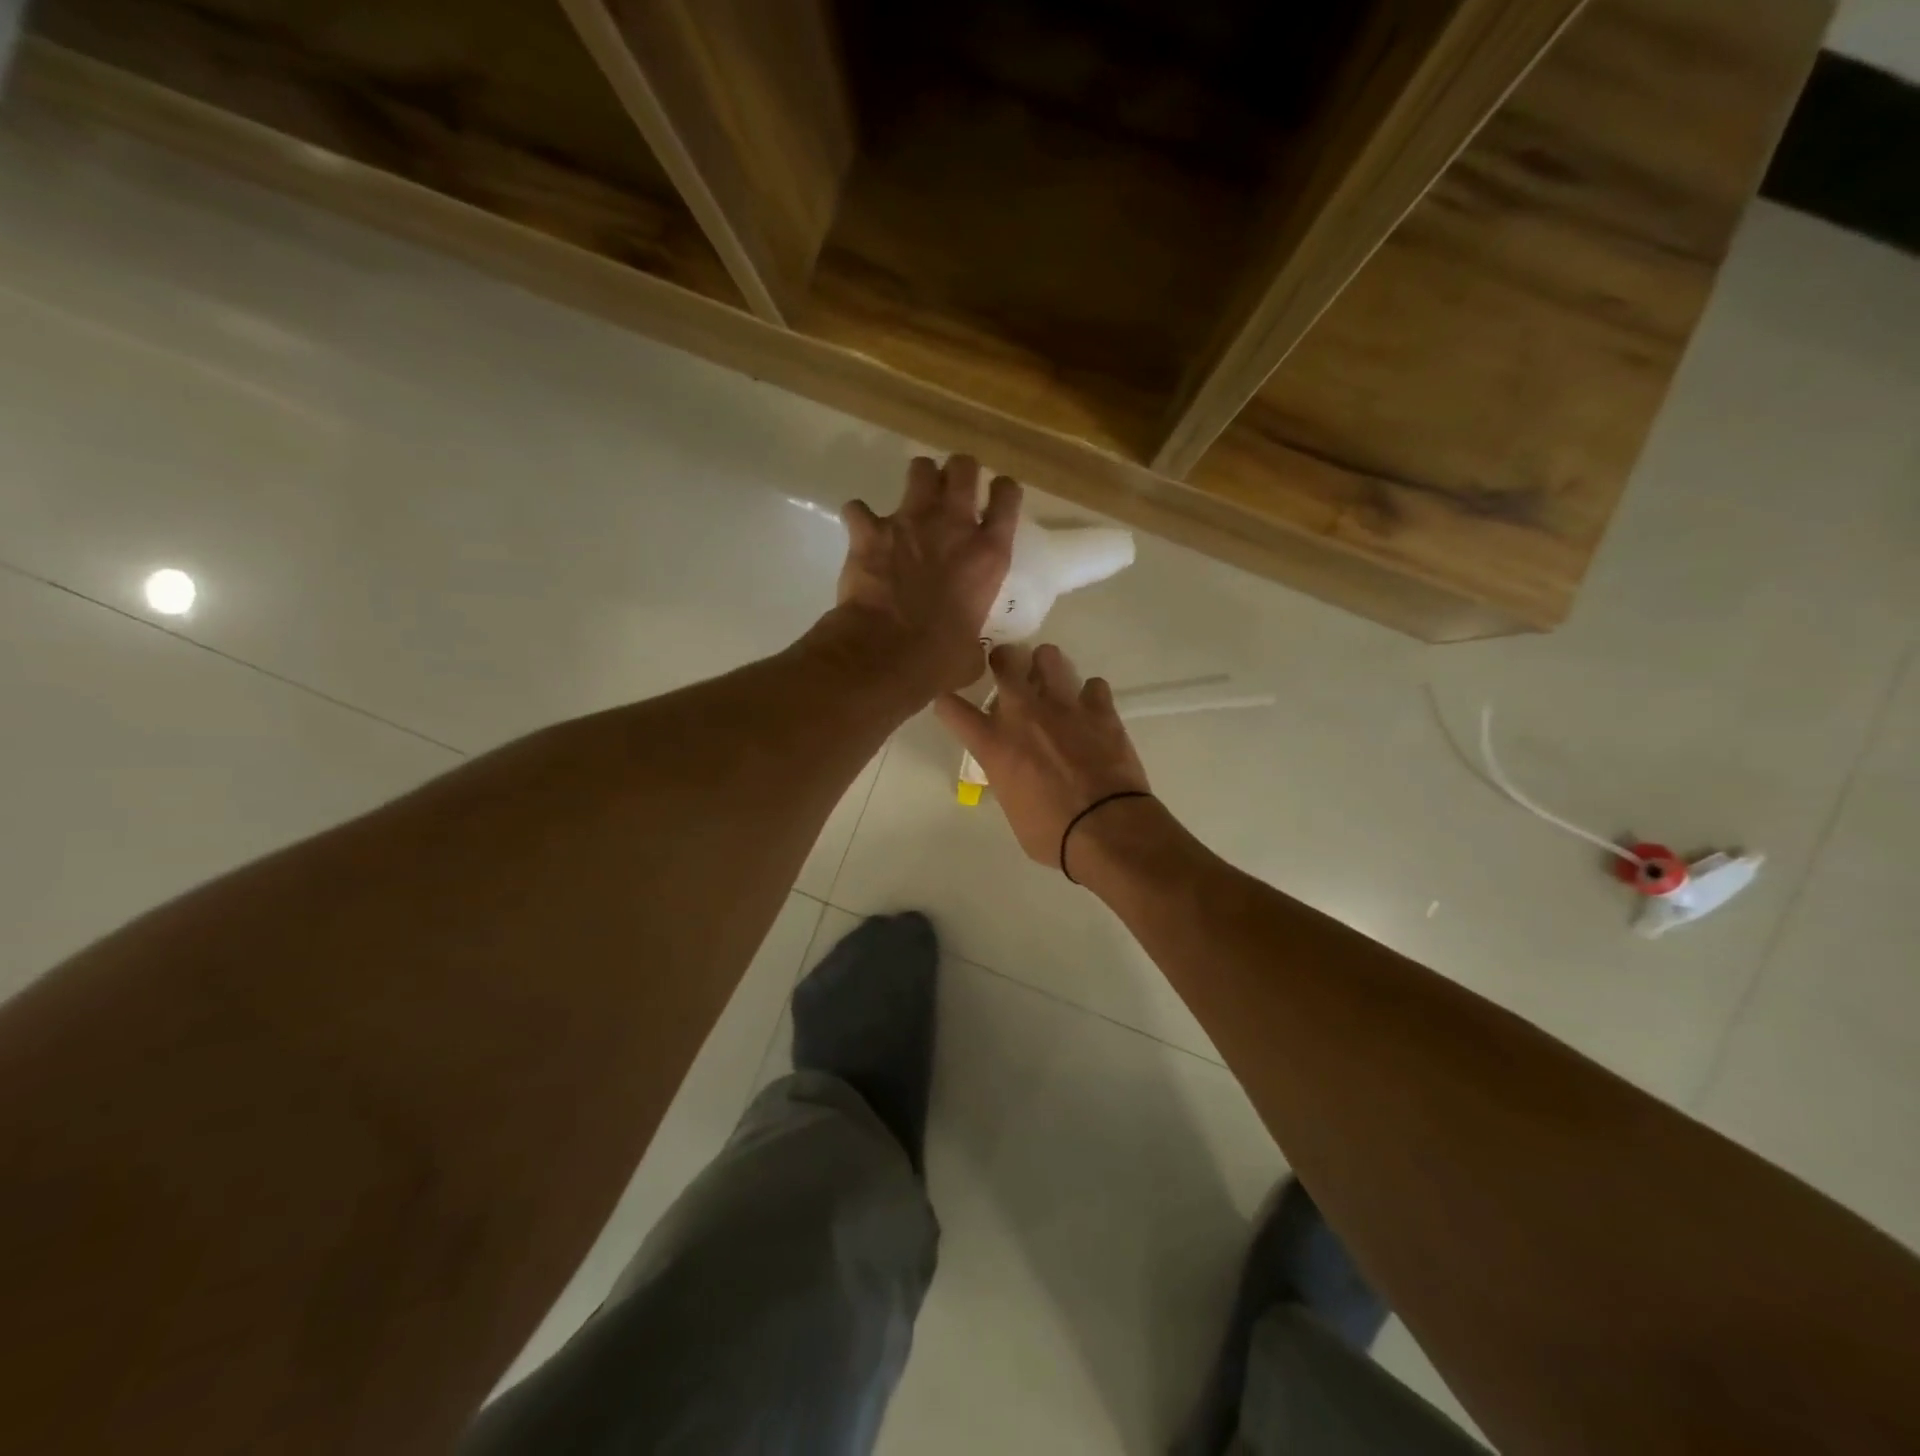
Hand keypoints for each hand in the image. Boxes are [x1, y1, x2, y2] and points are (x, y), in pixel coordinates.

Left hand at [827, 455, 1020, 694]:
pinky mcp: (871, 531)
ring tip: (913, 499)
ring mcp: (911, 522)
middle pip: (964, 467)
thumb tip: (970, 651)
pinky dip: (859, 518)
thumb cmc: (938, 660)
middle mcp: (954, 526)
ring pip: (920, 469)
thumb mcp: (972, 653)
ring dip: (918, 480)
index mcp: (988, 555)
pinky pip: (859, 509)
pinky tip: (861, 531)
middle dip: (959, 471)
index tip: (997, 497)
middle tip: (953, 489)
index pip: (1008, 498)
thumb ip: (974, 642)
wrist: (886, 654)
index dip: (1004, 491)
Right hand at [935, 643, 1150, 869]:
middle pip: (1004, 660)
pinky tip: (1091, 710)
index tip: (952, 705)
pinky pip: (1093, 684)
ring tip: (1049, 681)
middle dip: (1002, 660)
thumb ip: (1007, 777)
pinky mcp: (1100, 709)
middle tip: (1006, 669)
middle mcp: (1024, 714)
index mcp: (994, 743)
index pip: (952, 707)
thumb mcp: (1012, 808)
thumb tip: (1015, 770)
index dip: (948, 703)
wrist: (1106, 828)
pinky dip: (1090, 695)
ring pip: (1049, 656)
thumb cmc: (1052, 834)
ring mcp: (1064, 706)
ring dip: (1046, 666)